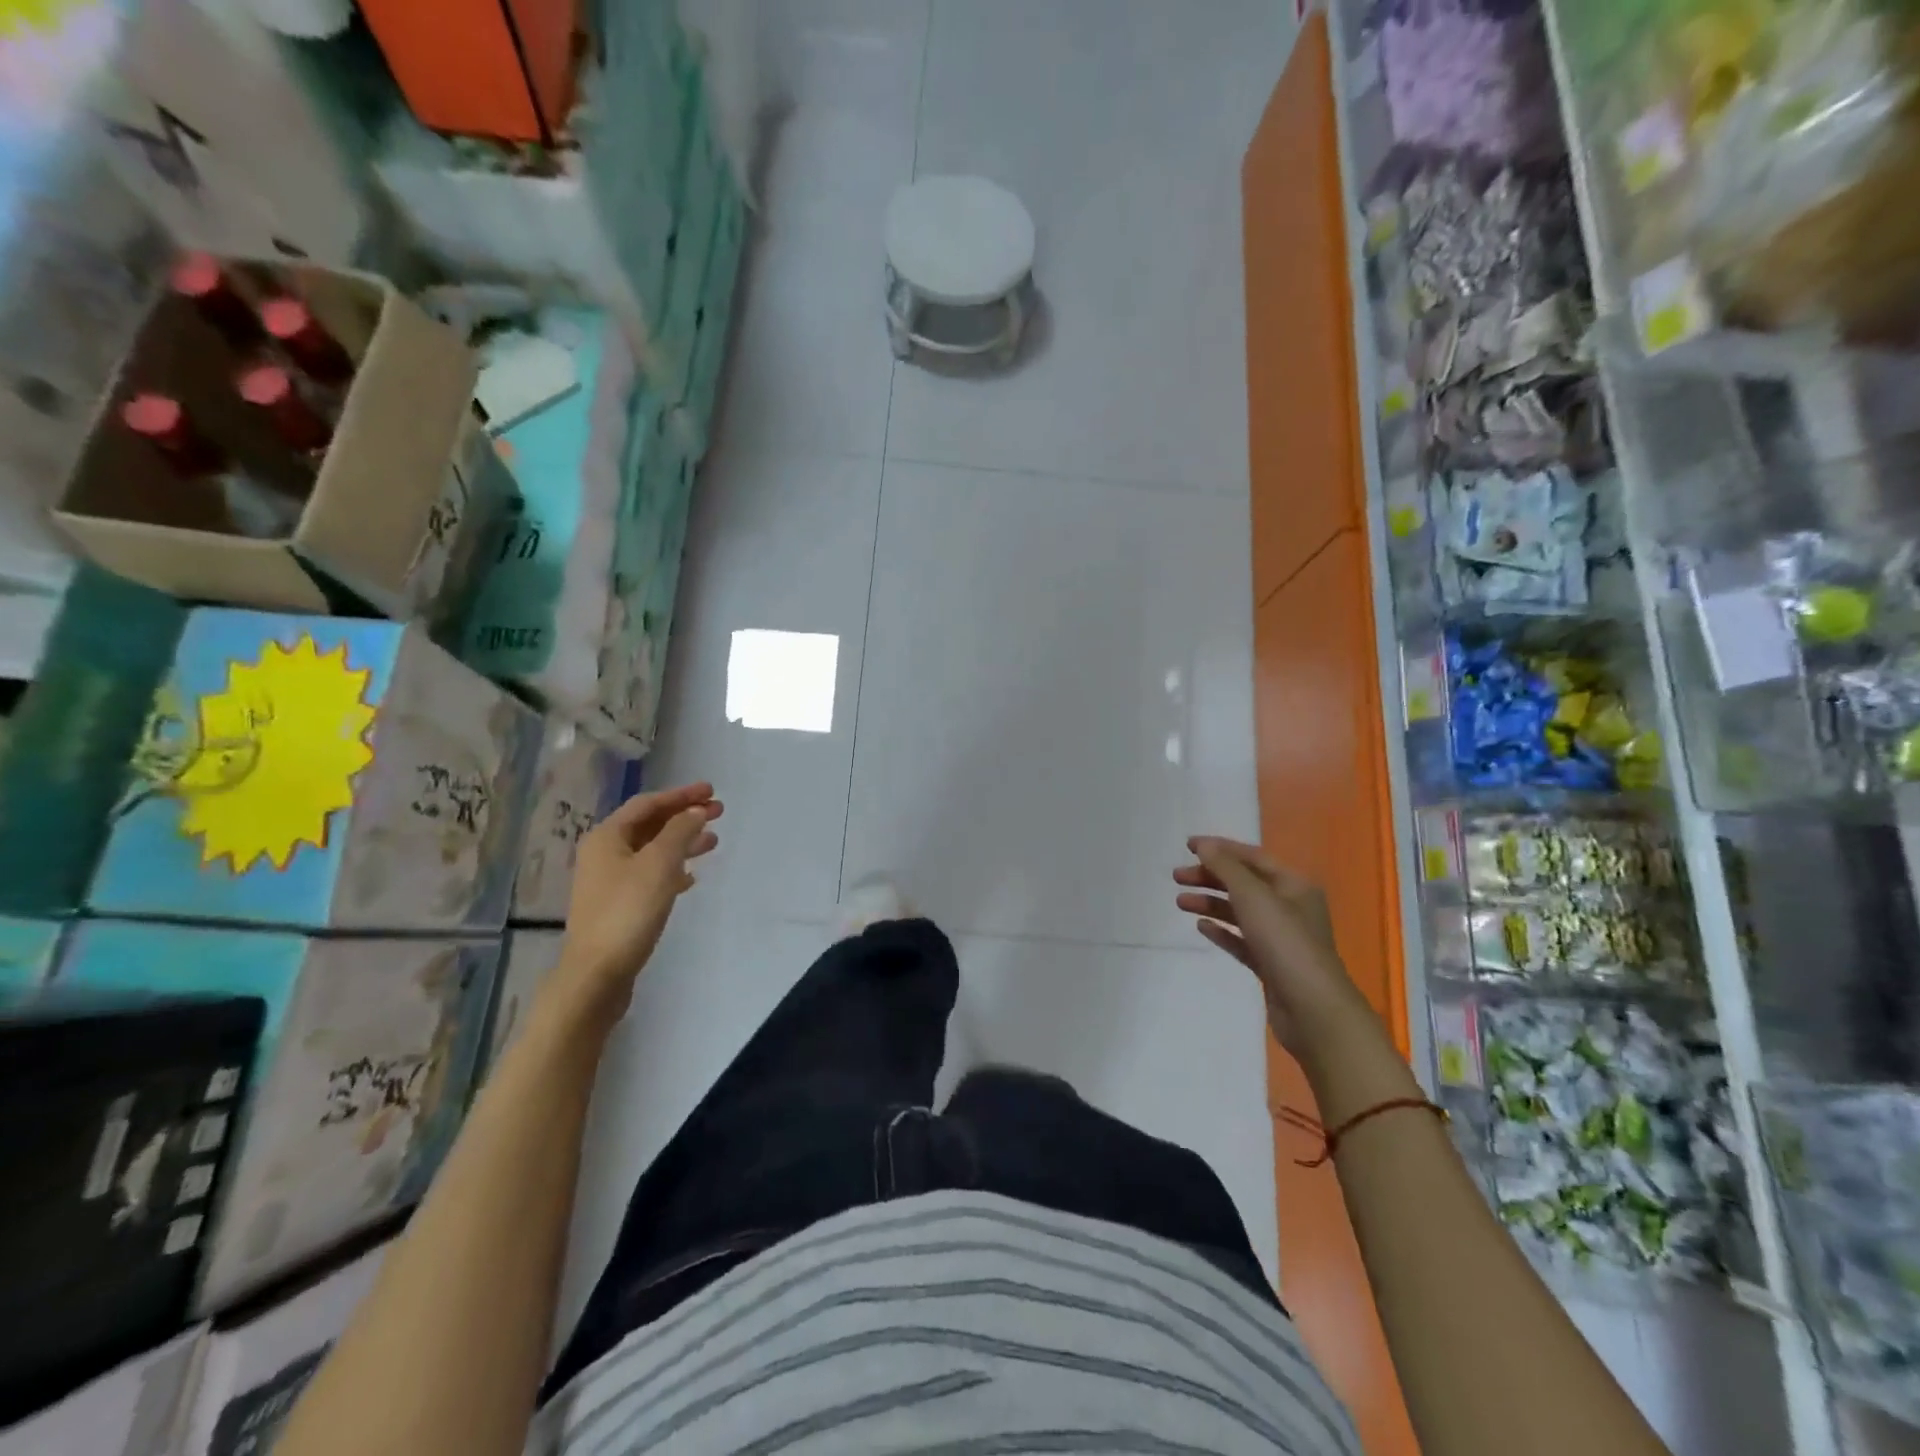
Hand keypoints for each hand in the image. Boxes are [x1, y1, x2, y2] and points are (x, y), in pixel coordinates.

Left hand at [553, 783, 722, 1022]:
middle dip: (684, 817)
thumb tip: (695, 811)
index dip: (681, 795)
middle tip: (719, 812)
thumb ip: (679, 832)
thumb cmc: (628, 911)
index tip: (712, 791)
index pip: (648, 804)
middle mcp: (603, 853)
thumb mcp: (659, 864)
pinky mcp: (618, 906)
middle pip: (649, 825)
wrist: (597, 973)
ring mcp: (609, 881)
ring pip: (651, 850)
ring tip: (713, 842)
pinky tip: (691, 878)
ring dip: (682, 842)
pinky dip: (672, 869)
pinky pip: (649, 875)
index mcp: (607, 837)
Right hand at [1173, 837, 1380, 1057]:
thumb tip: (1204, 846)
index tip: (1187, 846)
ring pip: (1240, 911)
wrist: (1312, 1010)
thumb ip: (1226, 868)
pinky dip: (1221, 930)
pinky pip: (1241, 940)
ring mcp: (1280, 938)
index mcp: (1293, 885)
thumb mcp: (1254, 897)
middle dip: (1210, 877)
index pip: (1252, 857)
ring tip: (1180, 903)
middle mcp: (1289, 907)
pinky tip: (1201, 927)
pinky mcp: (1270, 964)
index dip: (1220, 849)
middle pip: (1244, 883)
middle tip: (1177, 877)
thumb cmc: (1285, 943)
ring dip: (1210, 903)